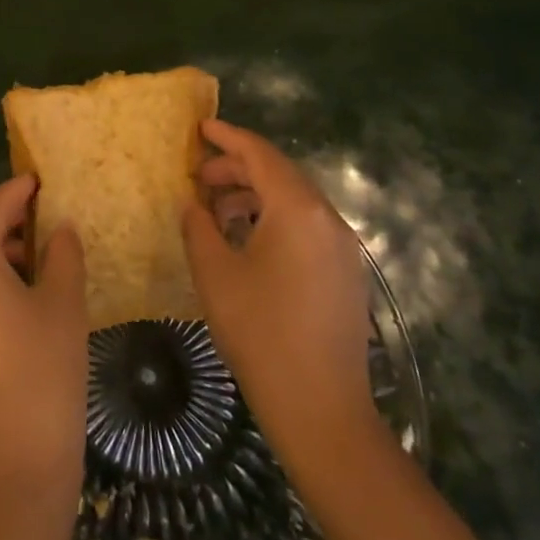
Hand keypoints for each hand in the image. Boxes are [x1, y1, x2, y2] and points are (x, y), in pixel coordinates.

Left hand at [0, 176, 87, 505]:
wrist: (14, 469)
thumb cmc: (44, 373)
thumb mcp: (63, 304)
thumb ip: (62, 254)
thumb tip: (59, 228)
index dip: (17, 191)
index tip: (38, 179)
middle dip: (2, 219)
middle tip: (38, 213)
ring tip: (33, 255)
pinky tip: (14, 294)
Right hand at [181, 119, 379, 472]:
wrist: (322, 410)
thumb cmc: (261, 333)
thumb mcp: (215, 274)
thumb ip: (199, 227)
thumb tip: (194, 204)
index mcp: (298, 209)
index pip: (260, 154)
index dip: (228, 138)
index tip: (201, 128)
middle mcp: (327, 218)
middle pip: (279, 174)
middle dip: (238, 168)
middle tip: (199, 177)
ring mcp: (342, 247)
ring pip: (294, 200)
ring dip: (255, 195)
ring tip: (217, 209)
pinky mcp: (345, 273)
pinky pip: (306, 226)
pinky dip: (274, 218)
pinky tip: (247, 239)